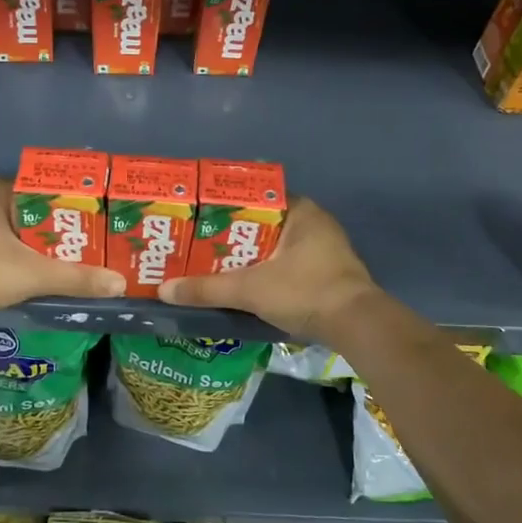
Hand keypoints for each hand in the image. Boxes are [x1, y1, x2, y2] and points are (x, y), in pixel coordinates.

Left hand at [0, 178, 124, 320]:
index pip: (47, 188)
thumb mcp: (35, 273)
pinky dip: (22, 256)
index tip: (97, 218)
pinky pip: (3, 245)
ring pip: (17, 230)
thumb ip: (77, 277)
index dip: (73, 202)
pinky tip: (41, 270)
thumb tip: (119, 284)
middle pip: (34, 211)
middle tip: (92, 241)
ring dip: (41, 243)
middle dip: (60, 226)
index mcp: (0, 190)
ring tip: (75, 257)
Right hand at [158, 199, 376, 340]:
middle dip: (234, 232)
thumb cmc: (305, 291)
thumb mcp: (250, 289)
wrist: (357, 326)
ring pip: (276, 244)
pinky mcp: (328, 272)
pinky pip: (288, 262)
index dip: (227, 205)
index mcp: (300, 210)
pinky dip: (267, 268)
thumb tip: (164, 290)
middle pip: (264, 222)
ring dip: (251, 253)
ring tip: (215, 261)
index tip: (201, 215)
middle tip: (200, 241)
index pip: (256, 196)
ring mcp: (325, 248)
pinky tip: (246, 281)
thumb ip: (207, 288)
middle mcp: (315, 222)